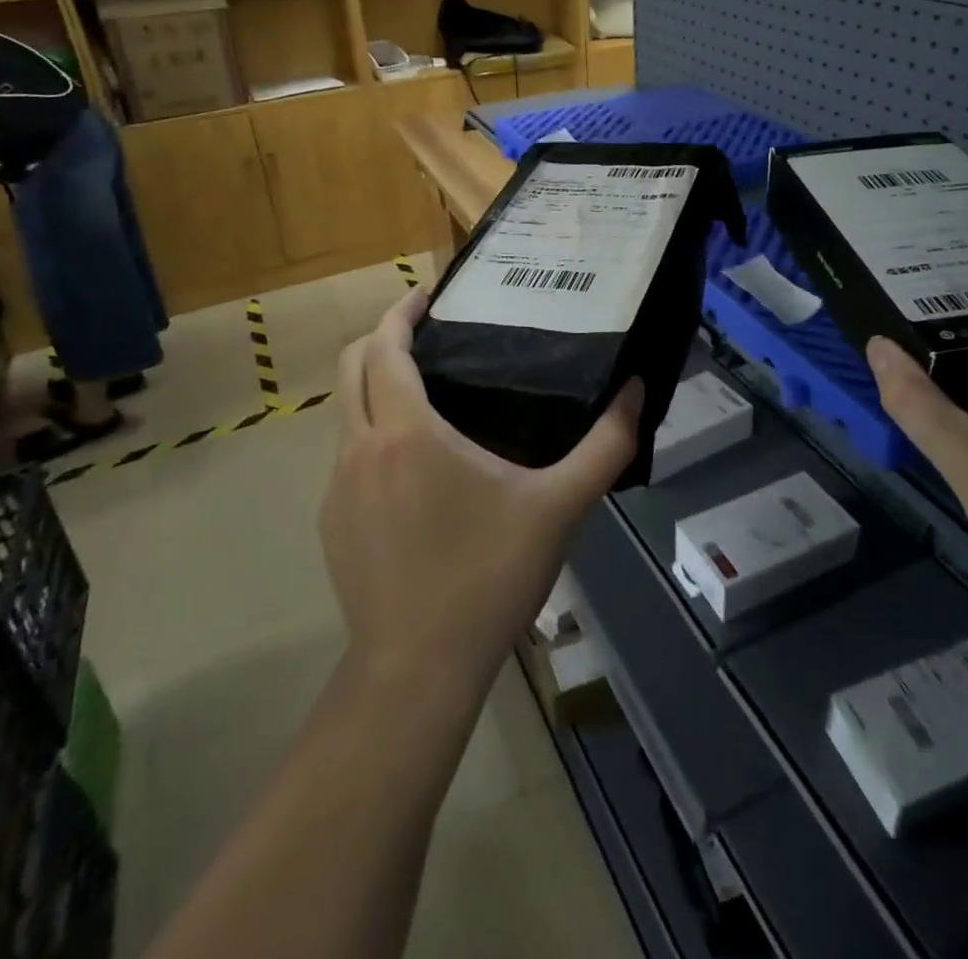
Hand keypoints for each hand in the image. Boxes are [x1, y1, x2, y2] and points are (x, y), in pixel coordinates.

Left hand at [323, 290, 643, 701]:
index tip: (427, 296)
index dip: (400, 314)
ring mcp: (336, 489)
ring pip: (344, 413)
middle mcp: (359, 449)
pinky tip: (413, 468)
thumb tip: (636, 391)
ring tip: (426, 394)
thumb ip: (605, 446)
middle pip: (350, 368)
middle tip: (425, 333)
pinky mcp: (331, 524)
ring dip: (374, 388)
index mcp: (406, 432)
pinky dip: (370, 435)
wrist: (416, 671)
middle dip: (379, 338)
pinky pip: (346, 457)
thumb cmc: (488, 577)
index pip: (384, 348)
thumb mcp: (559, 508)